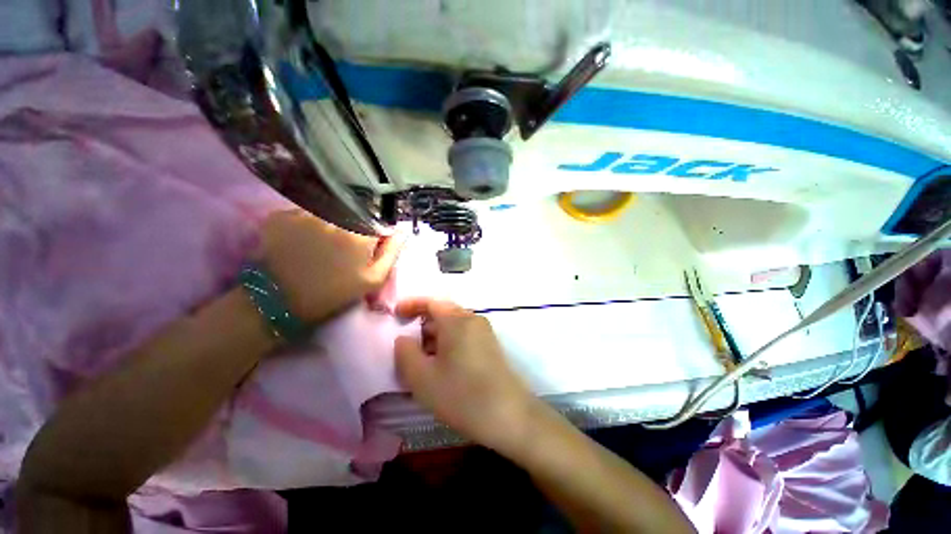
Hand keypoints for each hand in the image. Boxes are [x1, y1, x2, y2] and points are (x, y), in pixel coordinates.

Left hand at [259, 210, 403, 322]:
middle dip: (351, 228)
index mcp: (359, 233)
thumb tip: (402, 231)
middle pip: (351, 214)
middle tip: (341, 251)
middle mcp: (333, 217)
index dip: (373, 235)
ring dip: (328, 224)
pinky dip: (305, 225)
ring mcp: (303, 214)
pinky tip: (300, 242)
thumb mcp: (373, 279)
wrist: (280, 302)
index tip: (366, 249)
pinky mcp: (279, 216)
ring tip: (319, 247)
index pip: (376, 222)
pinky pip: (302, 213)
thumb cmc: (335, 293)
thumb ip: (392, 252)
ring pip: (326, 212)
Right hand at [394, 298, 538, 453]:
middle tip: (405, 344)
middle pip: (442, 313)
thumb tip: (403, 339)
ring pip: (453, 326)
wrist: (509, 415)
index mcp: (456, 320)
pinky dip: (448, 344)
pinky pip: (463, 336)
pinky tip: (441, 365)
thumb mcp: (422, 377)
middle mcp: (473, 319)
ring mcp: (484, 332)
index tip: (394, 315)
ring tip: (420, 359)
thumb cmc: (461, 394)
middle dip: (421, 325)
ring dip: (434, 337)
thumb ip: (405, 353)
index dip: (410, 305)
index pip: (431, 302)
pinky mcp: (490, 345)